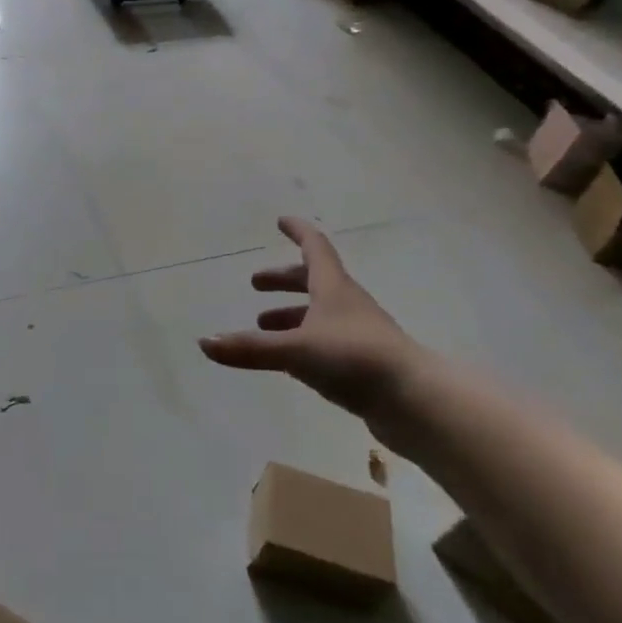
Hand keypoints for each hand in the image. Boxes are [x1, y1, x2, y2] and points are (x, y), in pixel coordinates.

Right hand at [200, 217, 422, 425]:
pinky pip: (328, 341)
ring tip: (264, 325)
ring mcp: (359, 334)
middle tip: (256, 285)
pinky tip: (292, 360)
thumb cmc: (355, 359)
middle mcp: (347, 304)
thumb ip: (250, 348)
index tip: (280, 220)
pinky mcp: (365, 363)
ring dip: (292, 314)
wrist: (417, 401)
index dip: (297, 231)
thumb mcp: (296, 351)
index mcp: (334, 288)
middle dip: (283, 280)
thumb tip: (204, 342)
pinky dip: (304, 340)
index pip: (314, 247)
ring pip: (320, 313)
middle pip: (313, 281)